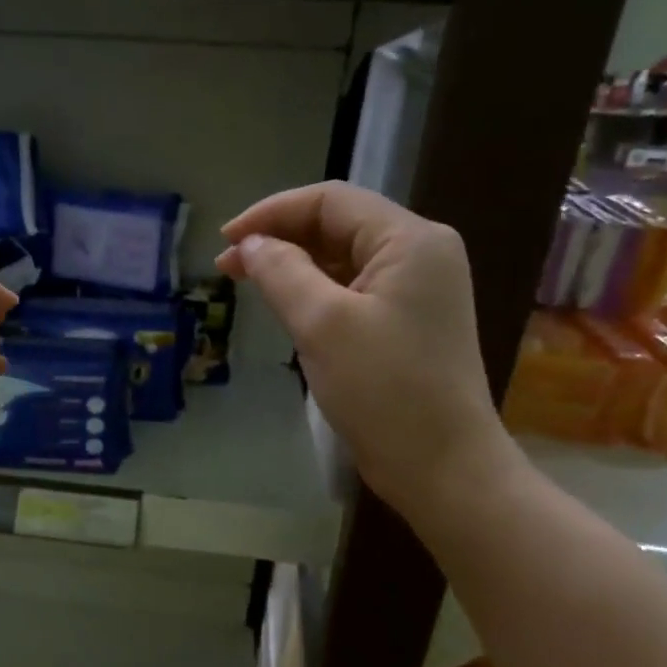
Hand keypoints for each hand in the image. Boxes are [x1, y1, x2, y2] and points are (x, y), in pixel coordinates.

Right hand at [217, 184, 515, 522]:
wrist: (441, 465)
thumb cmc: (384, 389)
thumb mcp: (323, 324)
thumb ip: (281, 272)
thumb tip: (250, 244)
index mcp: (411, 240)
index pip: (331, 201)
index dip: (272, 213)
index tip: (226, 241)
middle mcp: (420, 254)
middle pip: (338, 226)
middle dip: (279, 240)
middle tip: (228, 268)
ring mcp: (416, 292)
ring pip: (343, 260)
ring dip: (294, 267)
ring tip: (248, 285)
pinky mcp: (406, 324)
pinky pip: (352, 292)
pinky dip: (315, 293)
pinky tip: (286, 308)